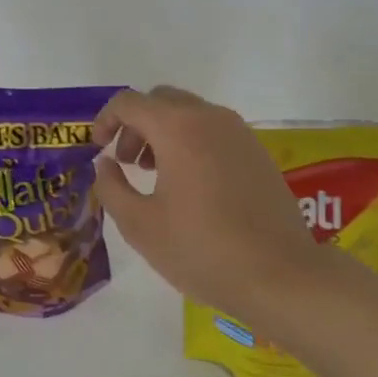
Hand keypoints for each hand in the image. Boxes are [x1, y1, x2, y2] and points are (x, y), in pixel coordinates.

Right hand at [91, 86, 375, 320]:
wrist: (280, 275)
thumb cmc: (201, 249)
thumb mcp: (140, 225)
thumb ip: (112, 187)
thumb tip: (106, 164)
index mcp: (178, 128)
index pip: (129, 102)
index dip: (105, 120)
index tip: (97, 149)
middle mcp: (210, 118)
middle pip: (161, 101)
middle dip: (135, 125)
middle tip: (126, 163)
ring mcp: (239, 133)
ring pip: (190, 113)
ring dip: (164, 133)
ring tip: (155, 176)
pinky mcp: (257, 153)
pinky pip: (214, 131)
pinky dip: (191, 143)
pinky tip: (190, 186)